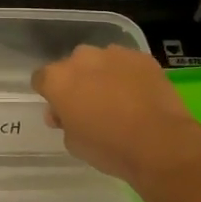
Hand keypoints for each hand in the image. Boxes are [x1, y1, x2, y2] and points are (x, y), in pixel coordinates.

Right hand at [32, 45, 200, 187]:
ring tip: (119, 100)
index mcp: (58, 79)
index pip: (41, 79)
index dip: (49, 94)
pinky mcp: (141, 57)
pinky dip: (129, 76)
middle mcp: (81, 58)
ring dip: (103, 76)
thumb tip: (63, 113)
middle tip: (90, 106)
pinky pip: (127, 64)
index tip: (60, 110)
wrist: (159, 143)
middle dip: (77, 82)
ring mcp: (113, 54)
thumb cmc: (108, 147)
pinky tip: (139, 96)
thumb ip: (63, 121)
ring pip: (101, 62)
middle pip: (72, 66)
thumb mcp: (73, 143)